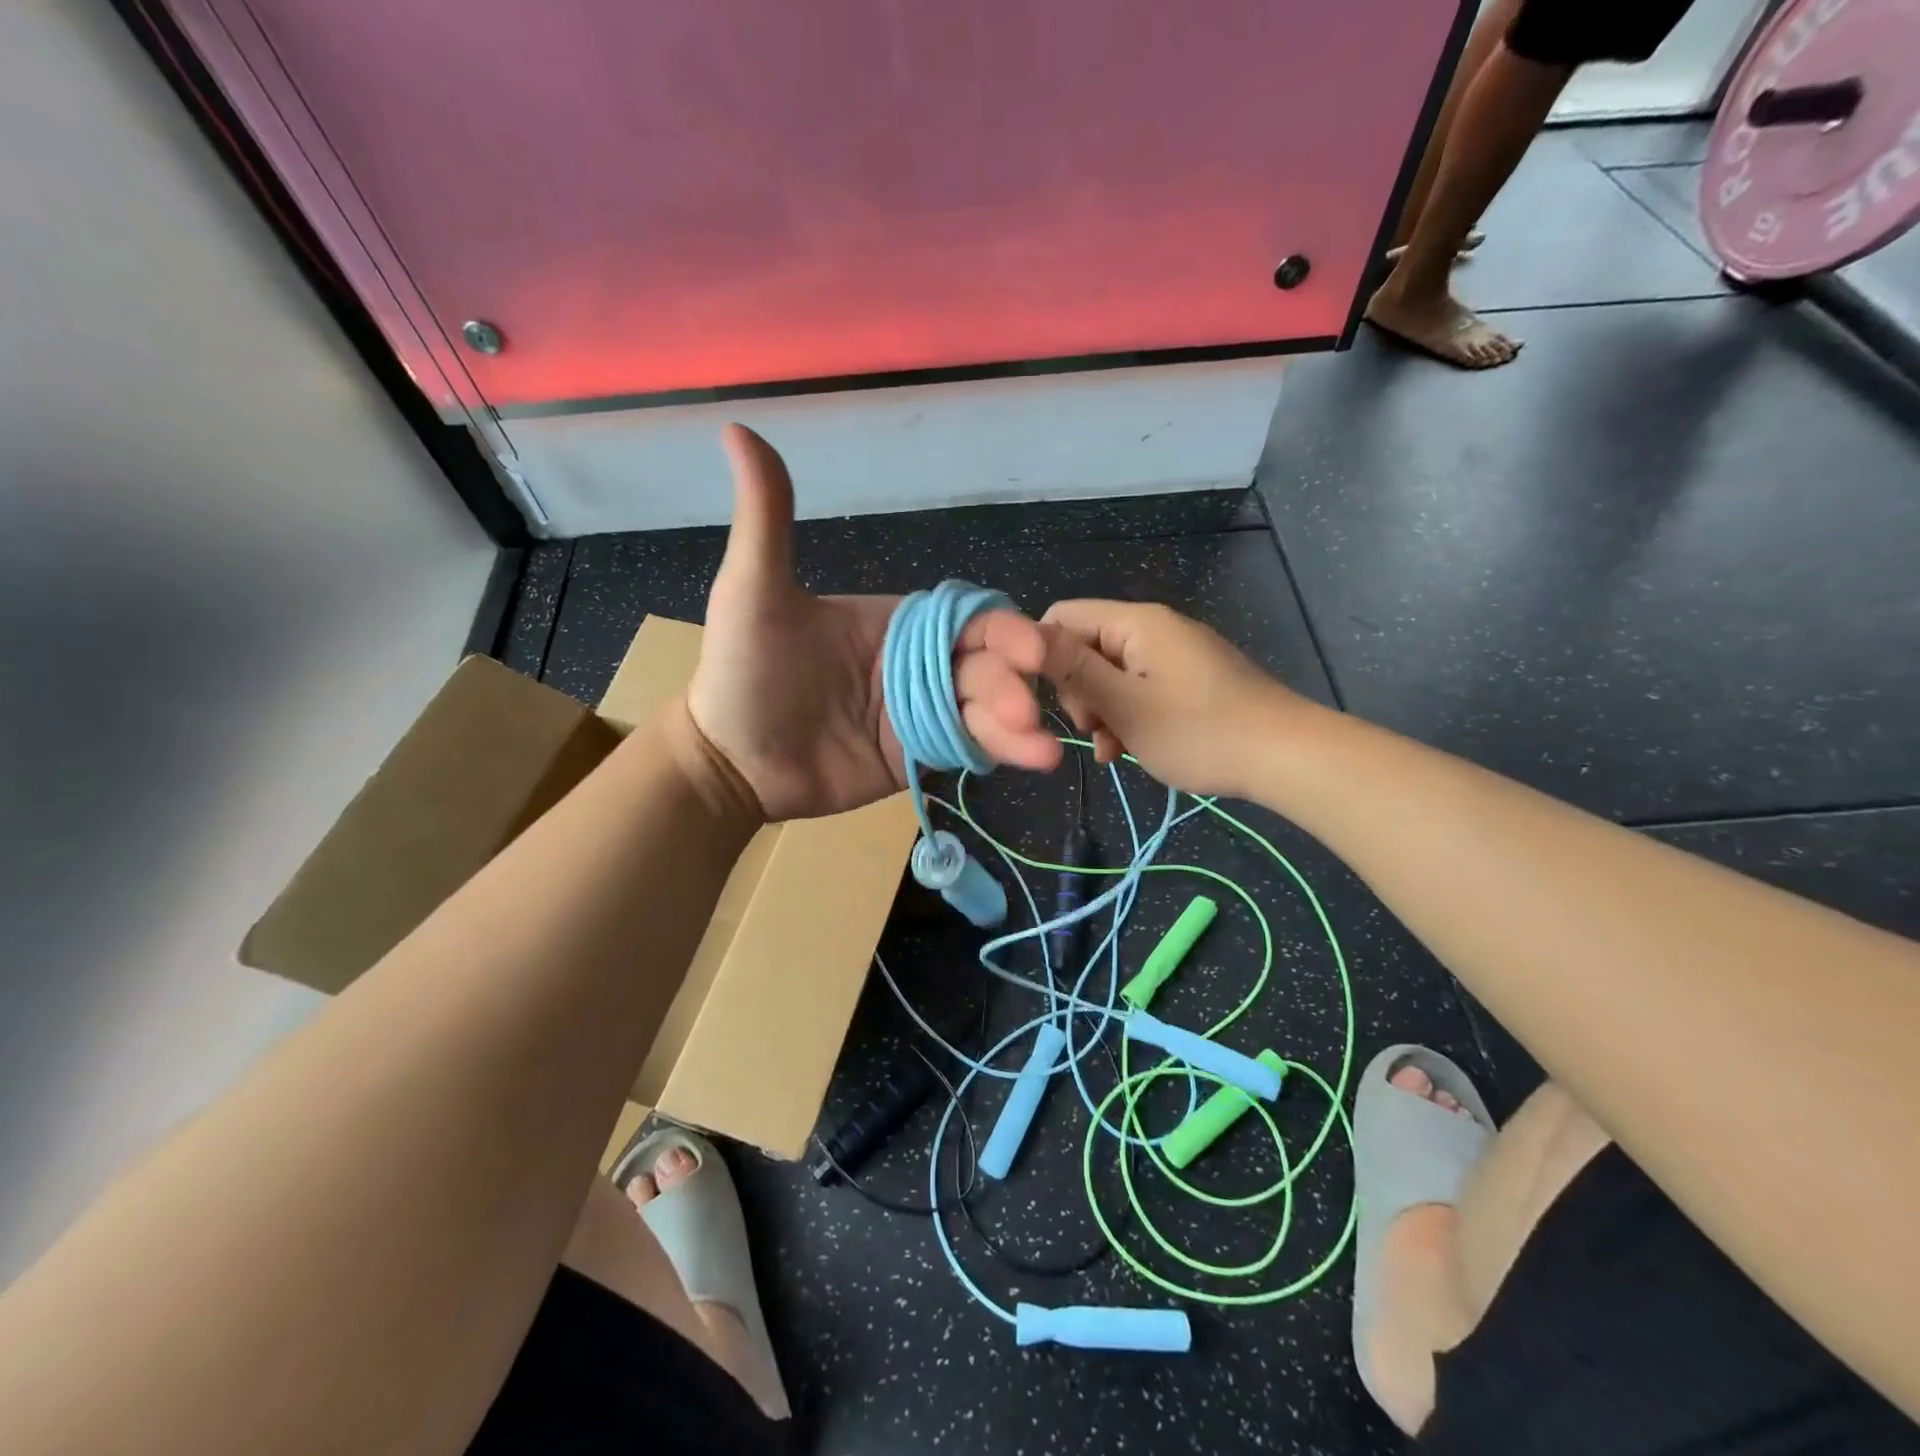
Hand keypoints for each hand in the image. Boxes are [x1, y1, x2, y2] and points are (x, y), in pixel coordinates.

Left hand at [685, 425, 1060, 821]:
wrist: (729, 760)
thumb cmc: (745, 671)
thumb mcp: (753, 590)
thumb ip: (767, 518)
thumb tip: (737, 427)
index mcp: (897, 622)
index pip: (966, 617)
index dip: (1002, 629)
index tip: (1028, 649)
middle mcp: (919, 664)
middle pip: (984, 665)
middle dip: (1009, 684)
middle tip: (1024, 709)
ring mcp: (921, 712)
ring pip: (983, 710)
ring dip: (1015, 725)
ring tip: (1041, 750)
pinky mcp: (918, 754)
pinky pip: (965, 748)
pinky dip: (999, 752)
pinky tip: (1031, 760)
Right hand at [1040, 600, 1304, 798]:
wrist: (1286, 756)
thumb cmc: (1199, 731)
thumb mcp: (1125, 705)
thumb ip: (1073, 669)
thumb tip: (1022, 634)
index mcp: (1136, 623)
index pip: (1062, 617)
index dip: (1042, 656)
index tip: (1045, 702)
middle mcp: (1153, 629)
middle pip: (1085, 648)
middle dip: (1078, 692)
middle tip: (1094, 730)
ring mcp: (1173, 655)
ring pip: (1110, 676)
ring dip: (1102, 713)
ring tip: (1114, 749)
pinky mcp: (1189, 681)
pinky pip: (1139, 690)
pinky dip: (1127, 717)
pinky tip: (1129, 750)